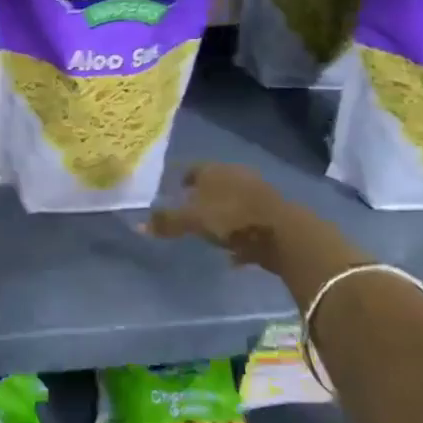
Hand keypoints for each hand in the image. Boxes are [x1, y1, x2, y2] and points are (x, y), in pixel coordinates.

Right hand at [150, 163, 365, 304]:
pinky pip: (250, 222)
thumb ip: (167, 222)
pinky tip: (234, 254)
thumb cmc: (232, 219)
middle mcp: (236, 175)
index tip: (175, 191)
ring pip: (234, 202)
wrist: (285, 234)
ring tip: (211, 233)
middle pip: (215, 183)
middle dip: (204, 196)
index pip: (193, 168)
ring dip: (223, 215)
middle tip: (191, 211)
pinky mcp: (274, 215)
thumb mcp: (194, 221)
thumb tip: (137, 224)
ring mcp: (258, 193)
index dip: (183, 179)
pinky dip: (241, 234)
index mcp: (215, 171)